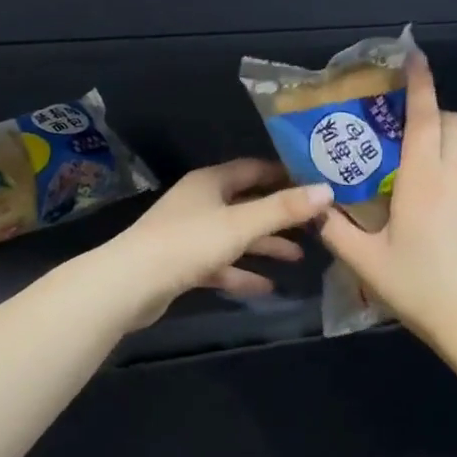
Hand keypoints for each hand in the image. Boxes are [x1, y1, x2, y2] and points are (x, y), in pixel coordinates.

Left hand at [103, 159, 333, 328]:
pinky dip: (243, 272)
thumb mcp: (241, 224)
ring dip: (265, 246)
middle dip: (280, 215)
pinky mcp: (183, 264)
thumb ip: (283, 209)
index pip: (254, 169)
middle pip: (247, 203)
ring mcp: (190, 234)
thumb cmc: (188, 243)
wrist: (129, 285)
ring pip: (236, 235)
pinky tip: (268, 287)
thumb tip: (327, 190)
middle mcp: (201, 202)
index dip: (284, 174)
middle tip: (315, 223)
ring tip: (299, 256)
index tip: (316, 183)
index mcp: (211, 182)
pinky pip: (221, 264)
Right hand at [319, 55, 456, 348]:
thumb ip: (335, 231)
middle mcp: (454, 178)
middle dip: (430, 110)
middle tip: (397, 123)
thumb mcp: (367, 263)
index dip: (420, 82)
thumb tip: (312, 208)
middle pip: (451, 124)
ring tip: (403, 170)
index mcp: (424, 180)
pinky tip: (425, 212)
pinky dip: (446, 176)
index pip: (425, 117)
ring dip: (437, 144)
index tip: (414, 55)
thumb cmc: (422, 288)